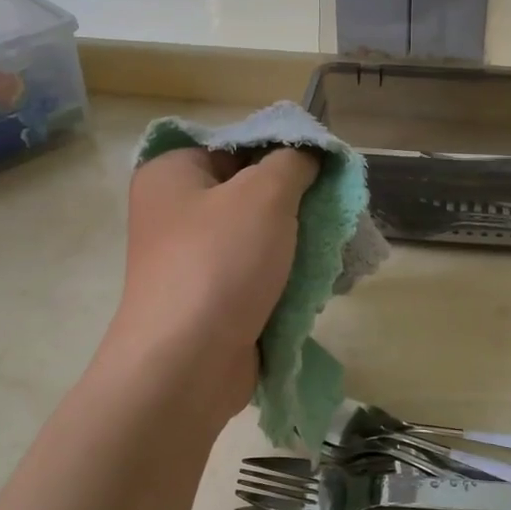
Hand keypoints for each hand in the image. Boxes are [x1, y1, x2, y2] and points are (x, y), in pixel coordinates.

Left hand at [104, 145, 319, 424]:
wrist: (186, 366)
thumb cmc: (219, 263)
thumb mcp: (264, 195)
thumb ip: (293, 162)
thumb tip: (308, 153)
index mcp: (173, 173)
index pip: (238, 143)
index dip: (285, 148)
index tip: (327, 165)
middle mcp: (176, 211)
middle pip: (250, 189)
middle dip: (297, 200)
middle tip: (336, 206)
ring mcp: (192, 258)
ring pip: (259, 234)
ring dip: (297, 241)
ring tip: (334, 243)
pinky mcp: (212, 297)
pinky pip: (257, 272)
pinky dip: (286, 275)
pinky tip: (320, 278)